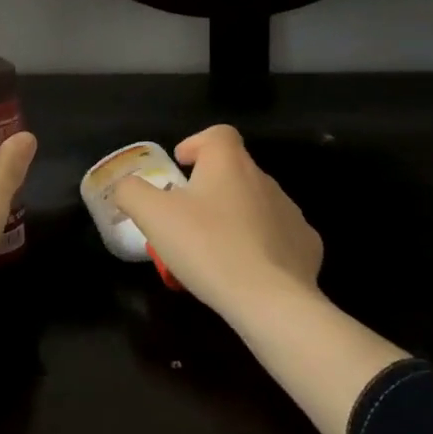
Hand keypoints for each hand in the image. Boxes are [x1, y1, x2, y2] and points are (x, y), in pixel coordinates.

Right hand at [111, 125, 322, 321]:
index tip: (181, 166)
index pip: (218, 134)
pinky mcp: (307, 246)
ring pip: (257, 203)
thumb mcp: (153, 216)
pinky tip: (247, 268)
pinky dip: (262, 244)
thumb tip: (126, 186)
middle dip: (211, 186)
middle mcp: (264, 179)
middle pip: (235, 170)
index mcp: (229, 163)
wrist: (271, 300)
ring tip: (215, 246)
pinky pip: (279, 235)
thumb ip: (131, 192)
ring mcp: (290, 212)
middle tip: (187, 216)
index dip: (197, 143)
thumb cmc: (207, 247)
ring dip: (236, 215)